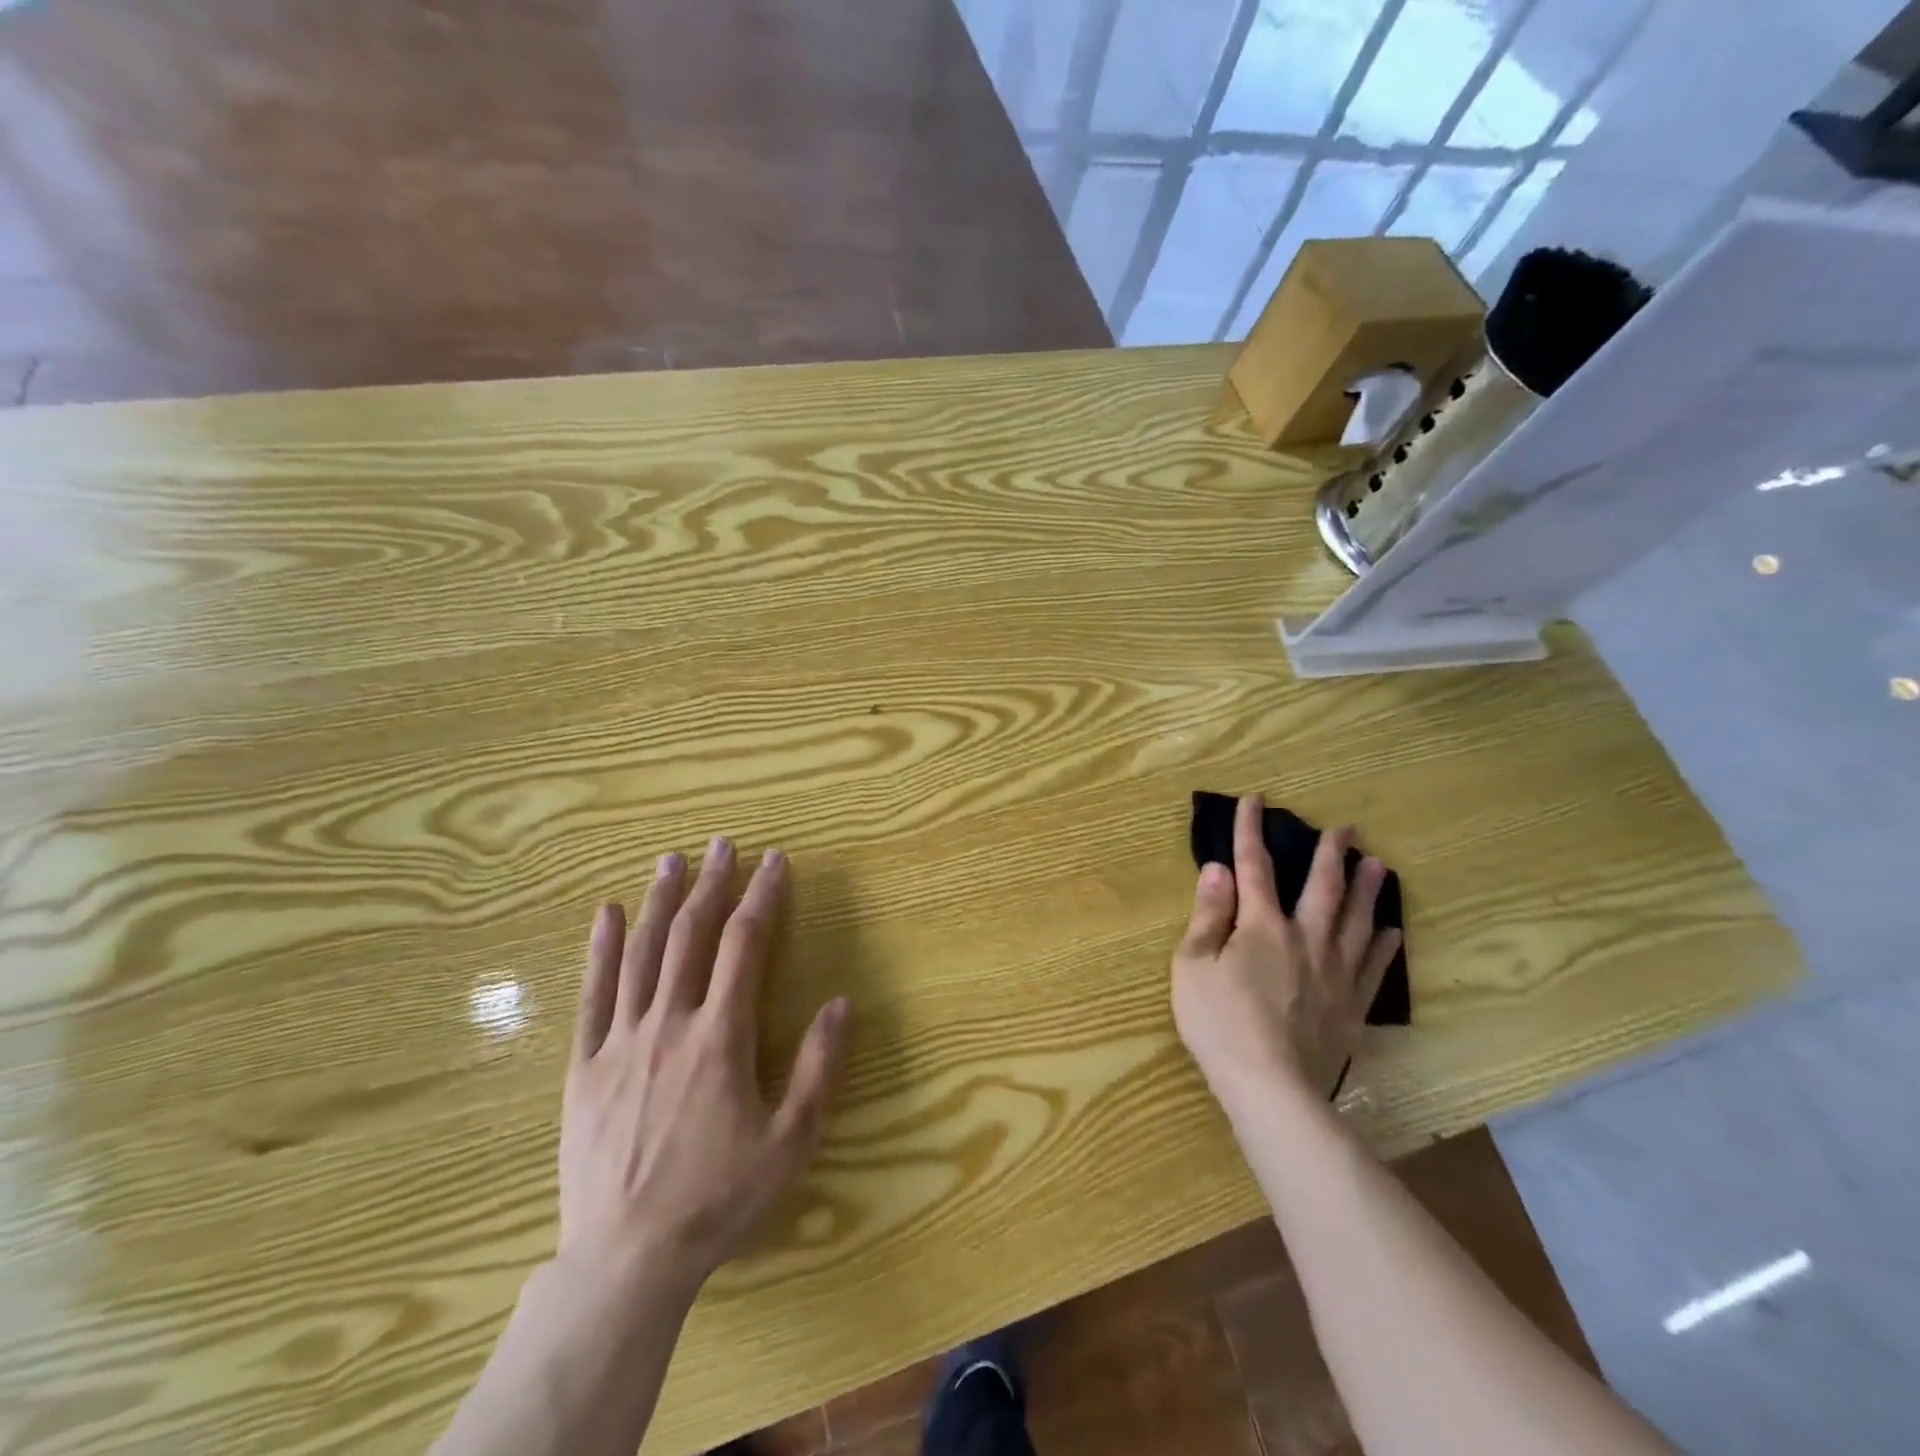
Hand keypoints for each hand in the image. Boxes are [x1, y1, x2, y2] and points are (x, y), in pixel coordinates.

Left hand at [559, 838, 849, 1294]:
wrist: (627, 1260)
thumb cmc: (718, 1199)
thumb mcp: (791, 1140)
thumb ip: (819, 1067)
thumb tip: (842, 1002)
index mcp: (721, 1036)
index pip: (745, 945)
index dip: (762, 897)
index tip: (774, 862)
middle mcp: (670, 1023)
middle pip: (692, 936)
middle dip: (711, 885)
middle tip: (722, 844)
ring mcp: (621, 1042)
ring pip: (641, 954)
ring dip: (660, 902)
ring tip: (671, 860)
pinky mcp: (585, 1067)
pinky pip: (593, 996)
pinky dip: (600, 950)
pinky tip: (607, 915)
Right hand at [1172, 794, 1401, 1107]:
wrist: (1270, 1088)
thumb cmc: (1219, 1023)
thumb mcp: (1193, 965)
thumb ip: (1207, 915)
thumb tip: (1218, 869)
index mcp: (1261, 926)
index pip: (1254, 867)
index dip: (1251, 831)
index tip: (1255, 799)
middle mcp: (1304, 938)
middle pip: (1322, 887)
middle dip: (1331, 854)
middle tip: (1348, 828)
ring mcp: (1334, 973)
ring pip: (1357, 922)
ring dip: (1369, 891)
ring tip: (1380, 866)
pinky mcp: (1351, 1006)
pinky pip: (1373, 968)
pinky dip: (1384, 947)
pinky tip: (1394, 932)